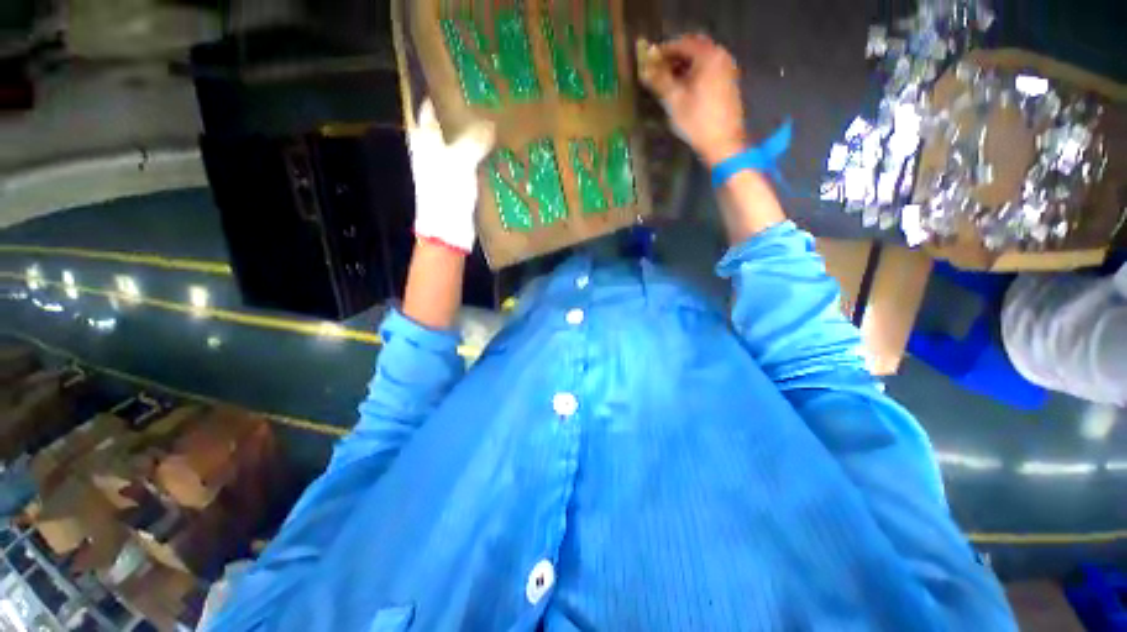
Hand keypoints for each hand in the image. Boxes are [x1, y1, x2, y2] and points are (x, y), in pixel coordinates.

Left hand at [409, 99, 494, 253]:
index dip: (444, 95)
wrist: (448, 230)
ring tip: (500, 126)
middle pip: (449, 126)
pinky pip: (474, 165)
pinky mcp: (461, 184)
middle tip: (490, 105)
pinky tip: (500, 155)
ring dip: (479, 139)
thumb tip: (490, 123)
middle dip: (467, 116)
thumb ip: (474, 140)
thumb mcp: (459, 161)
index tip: (465, 85)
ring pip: (464, 146)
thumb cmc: (446, 192)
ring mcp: (447, 168)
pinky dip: (484, 159)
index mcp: (425, 139)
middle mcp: (433, 150)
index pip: (430, 107)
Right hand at [639, 34, 746, 167]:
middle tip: (657, 70)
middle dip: (674, 58)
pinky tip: (683, 88)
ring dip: (683, 66)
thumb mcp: (674, 101)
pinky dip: (694, 73)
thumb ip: (659, 81)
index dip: (663, 51)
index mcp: (708, 56)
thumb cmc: (698, 121)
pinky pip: (708, 70)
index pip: (682, 43)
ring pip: (701, 60)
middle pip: (693, 49)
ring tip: (667, 81)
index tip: (649, 60)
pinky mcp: (728, 83)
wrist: (723, 142)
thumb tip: (644, 69)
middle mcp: (721, 56)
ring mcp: (727, 69)